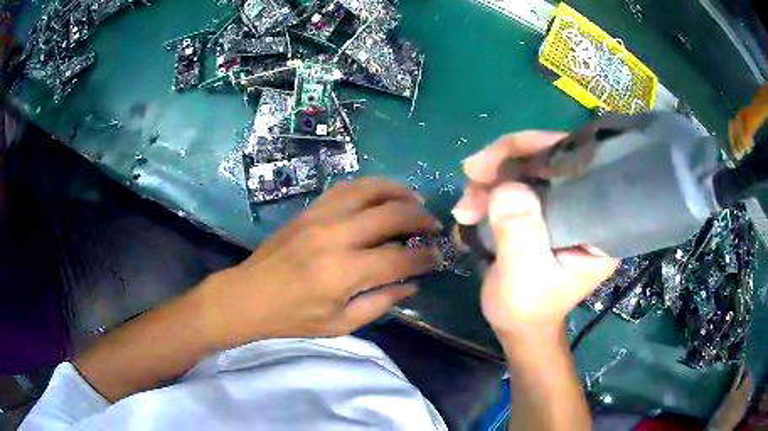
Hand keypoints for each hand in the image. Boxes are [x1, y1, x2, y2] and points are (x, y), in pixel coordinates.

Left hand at [197, 178, 442, 349]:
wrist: (248, 295)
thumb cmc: (293, 317)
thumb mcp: (341, 324)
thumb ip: (380, 302)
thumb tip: (412, 284)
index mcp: (343, 273)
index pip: (399, 259)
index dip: (424, 258)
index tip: (437, 257)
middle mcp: (335, 237)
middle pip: (390, 215)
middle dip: (420, 218)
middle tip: (433, 225)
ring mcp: (320, 217)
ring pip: (368, 190)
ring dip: (398, 191)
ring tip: (415, 200)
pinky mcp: (309, 210)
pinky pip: (345, 188)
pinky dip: (370, 186)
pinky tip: (381, 194)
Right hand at [452, 132, 617, 342]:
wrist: (516, 326)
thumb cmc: (527, 309)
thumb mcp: (523, 275)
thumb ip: (519, 232)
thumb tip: (507, 186)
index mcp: (599, 226)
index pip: (583, 166)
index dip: (545, 150)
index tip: (503, 157)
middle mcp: (587, 207)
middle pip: (554, 158)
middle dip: (508, 160)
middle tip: (472, 172)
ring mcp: (565, 205)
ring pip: (531, 166)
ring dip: (493, 178)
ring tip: (466, 206)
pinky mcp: (545, 208)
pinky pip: (518, 181)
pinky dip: (490, 188)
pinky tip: (470, 207)